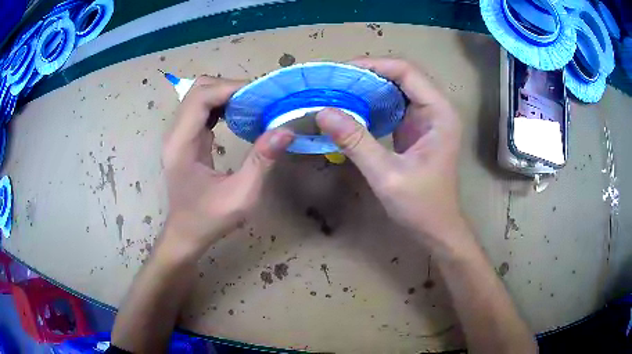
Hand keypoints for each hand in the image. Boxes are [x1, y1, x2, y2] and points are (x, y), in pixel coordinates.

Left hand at [162, 76, 293, 255]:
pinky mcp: (186, 138)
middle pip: (198, 90)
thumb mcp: (241, 196)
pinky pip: (202, 109)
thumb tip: (286, 129)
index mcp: (181, 145)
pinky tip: (240, 115)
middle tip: (259, 99)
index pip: (200, 97)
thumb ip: (262, 161)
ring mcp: (179, 134)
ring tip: (253, 104)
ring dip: (226, 94)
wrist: (186, 233)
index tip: (261, 94)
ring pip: (200, 95)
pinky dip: (222, 104)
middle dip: (230, 87)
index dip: (230, 88)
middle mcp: (175, 134)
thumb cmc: (209, 219)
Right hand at [316, 58, 462, 238]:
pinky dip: (371, 102)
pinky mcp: (416, 128)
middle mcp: (436, 109)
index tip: (341, 72)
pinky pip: (393, 104)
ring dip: (368, 87)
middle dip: (368, 74)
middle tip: (334, 82)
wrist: (436, 229)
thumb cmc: (421, 206)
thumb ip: (356, 142)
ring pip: (396, 88)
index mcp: (440, 113)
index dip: (374, 65)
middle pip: (401, 75)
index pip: (407, 71)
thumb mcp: (387, 176)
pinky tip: (352, 108)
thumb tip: (323, 112)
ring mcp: (427, 118)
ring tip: (338, 91)